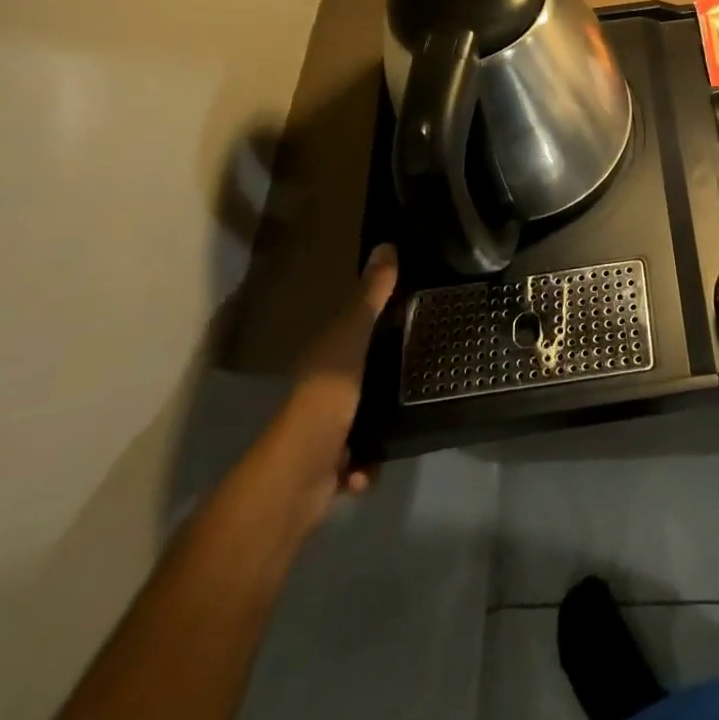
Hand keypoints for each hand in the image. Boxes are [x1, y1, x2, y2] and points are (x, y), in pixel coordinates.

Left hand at [280, 244, 398, 504]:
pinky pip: (359, 459)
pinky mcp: (330, 467)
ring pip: (360, 419)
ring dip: (377, 425)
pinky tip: (372, 461)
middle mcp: (320, 390)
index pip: (351, 329)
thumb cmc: (326, 394)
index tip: (408, 314)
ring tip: (403, 419)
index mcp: (324, 355)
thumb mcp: (352, 336)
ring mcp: (322, 430)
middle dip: (383, 378)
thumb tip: (386, 244)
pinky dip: (367, 463)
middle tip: (418, 370)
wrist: (300, 474)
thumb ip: (371, 296)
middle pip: (358, 374)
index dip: (375, 321)